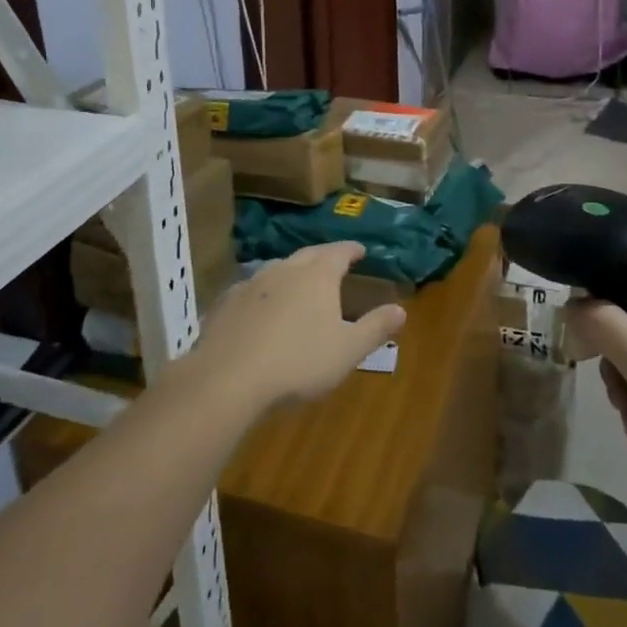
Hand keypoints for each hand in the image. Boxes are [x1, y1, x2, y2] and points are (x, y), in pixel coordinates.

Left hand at [186, 242, 405, 413]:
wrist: (228, 377)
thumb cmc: (298, 362)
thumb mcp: (347, 350)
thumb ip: (375, 328)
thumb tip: (401, 309)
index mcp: (317, 276)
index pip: (339, 252)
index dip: (352, 250)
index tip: (361, 250)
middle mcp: (285, 269)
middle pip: (308, 255)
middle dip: (323, 256)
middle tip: (333, 261)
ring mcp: (251, 283)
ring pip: (277, 268)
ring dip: (291, 272)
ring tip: (298, 282)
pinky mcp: (225, 302)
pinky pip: (250, 290)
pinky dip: (262, 293)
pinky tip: (259, 308)